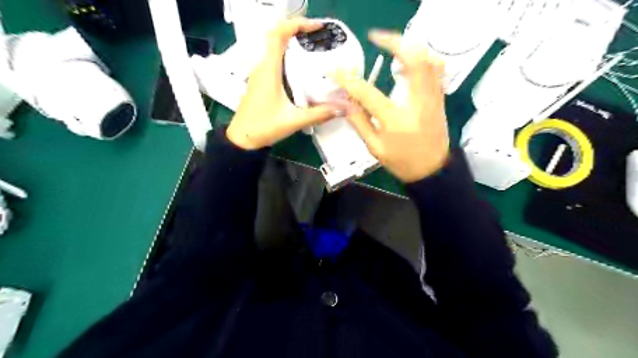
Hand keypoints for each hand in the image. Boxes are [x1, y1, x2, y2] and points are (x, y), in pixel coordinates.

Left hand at [225, 19, 340, 149]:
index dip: (296, 25)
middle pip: (277, 38)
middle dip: (298, 33)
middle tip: (319, 39)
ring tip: (313, 50)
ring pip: (275, 49)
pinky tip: (301, 70)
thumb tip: (343, 109)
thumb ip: (319, 114)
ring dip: (292, 45)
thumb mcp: (294, 121)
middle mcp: (262, 67)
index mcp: (269, 71)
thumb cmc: (263, 127)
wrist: (242, 139)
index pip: (278, 35)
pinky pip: (274, 61)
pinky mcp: (260, 82)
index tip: (315, 27)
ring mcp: (259, 74)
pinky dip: (288, 58)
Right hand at [335, 29, 446, 184]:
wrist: (432, 170)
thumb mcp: (375, 147)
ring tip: (392, 47)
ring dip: (410, 47)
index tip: (335, 70)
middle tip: (375, 37)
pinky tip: (408, 63)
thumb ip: (359, 122)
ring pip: (429, 60)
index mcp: (396, 120)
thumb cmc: (402, 162)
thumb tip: (344, 101)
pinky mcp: (439, 98)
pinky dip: (423, 59)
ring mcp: (433, 98)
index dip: (348, 80)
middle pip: (412, 61)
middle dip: (393, 42)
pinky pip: (436, 70)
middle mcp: (418, 103)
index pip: (368, 93)